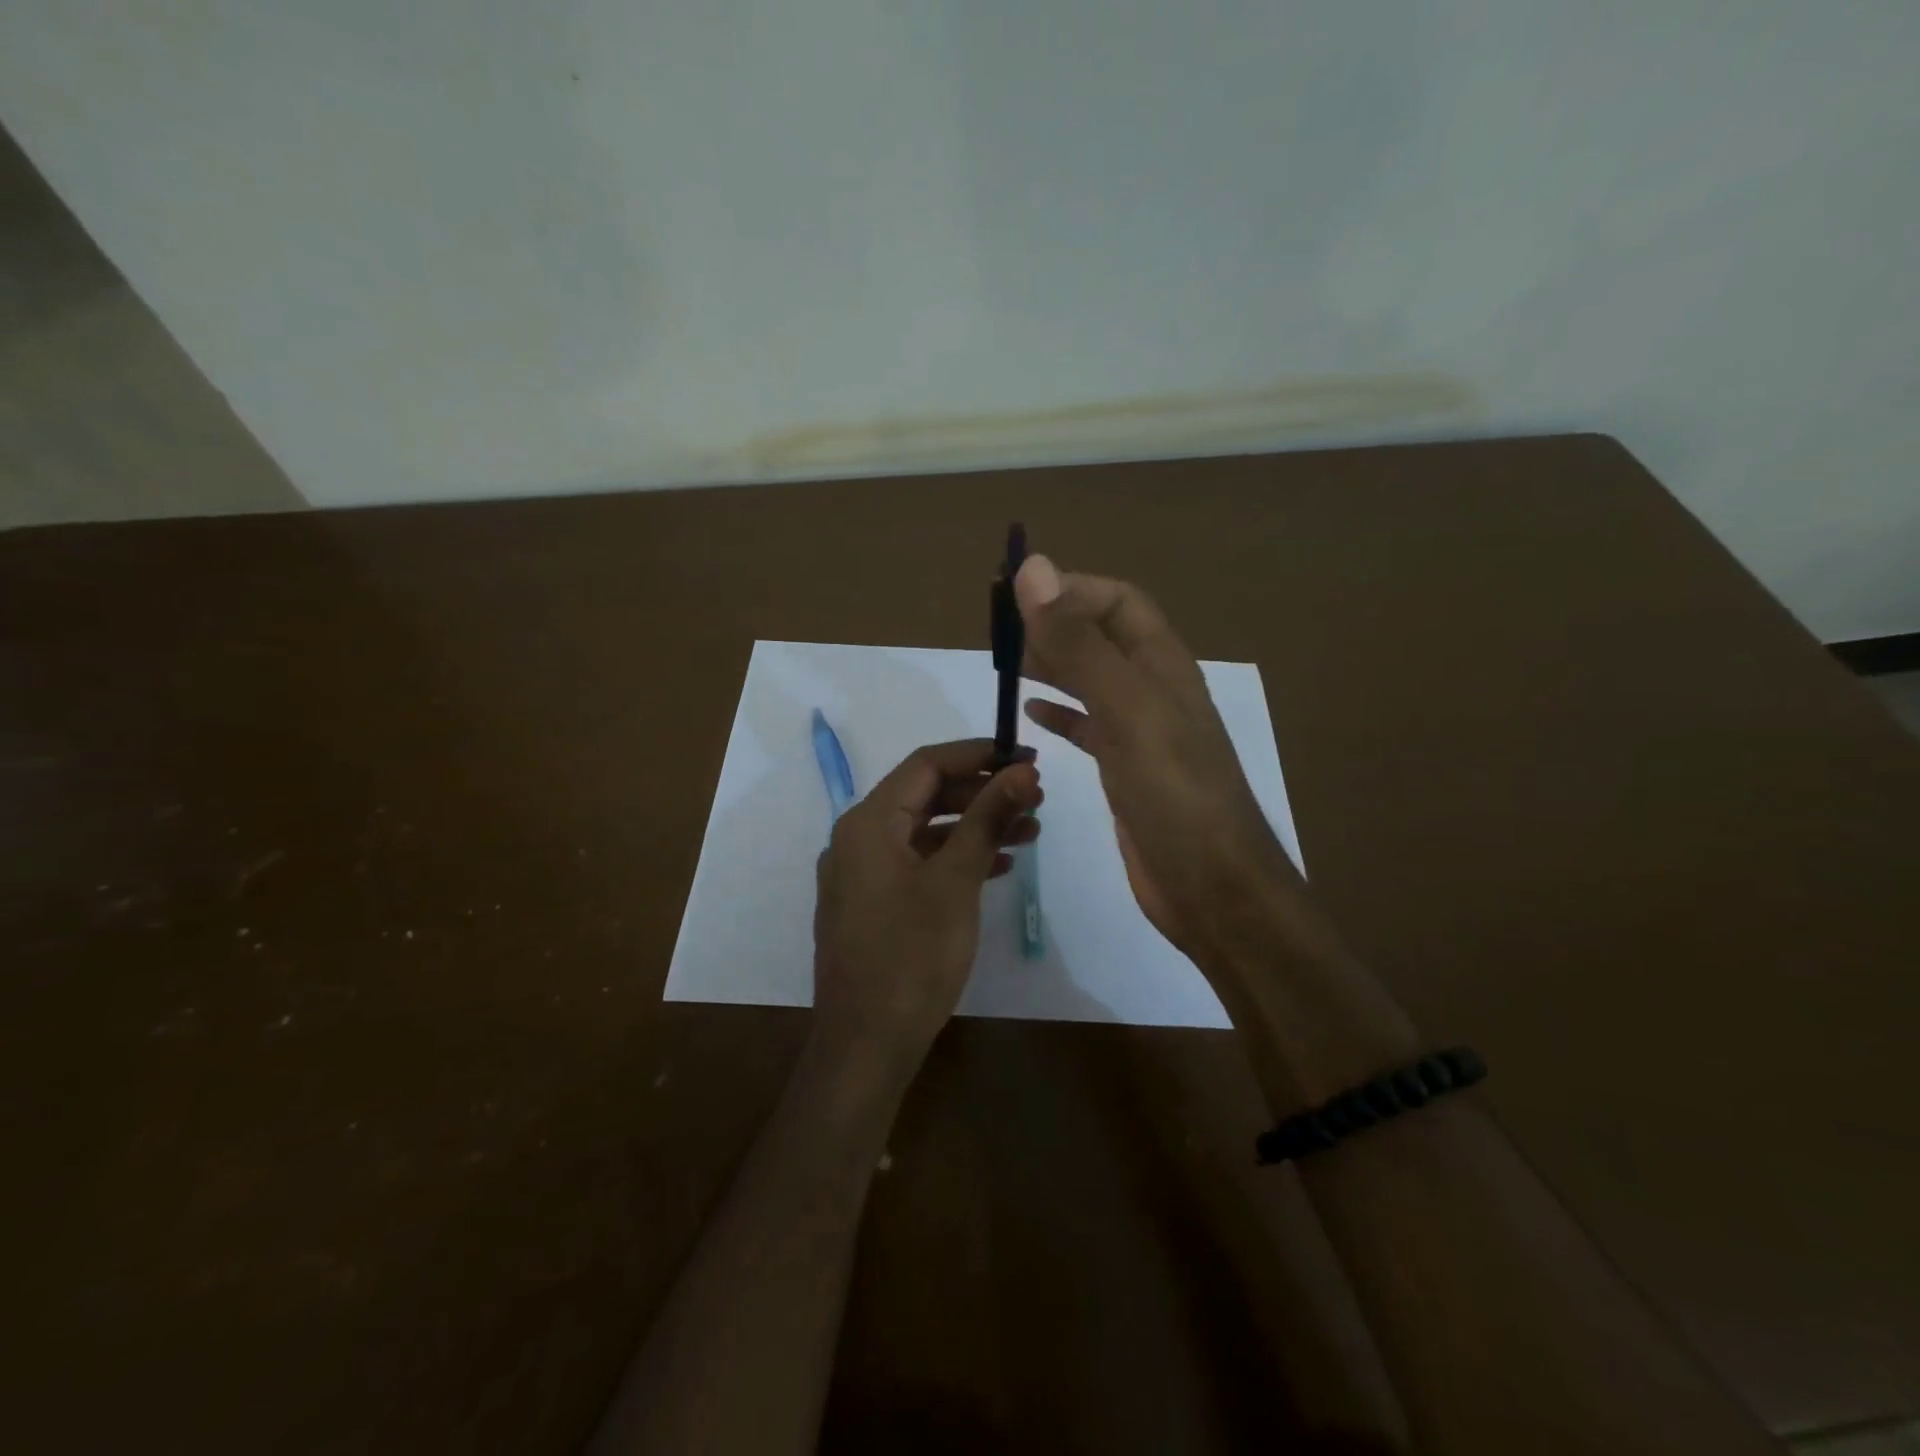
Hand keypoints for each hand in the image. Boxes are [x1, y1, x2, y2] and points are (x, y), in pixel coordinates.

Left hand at [811, 740, 1041, 1086]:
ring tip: (1031, 830)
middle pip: (925, 796)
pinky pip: (919, 864)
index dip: (978, 754)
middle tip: (1035, 798)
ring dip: (975, 827)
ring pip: (926, 832)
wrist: (866, 1044)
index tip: (1026, 758)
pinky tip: (1001, 867)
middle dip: (982, 793)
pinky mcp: (874, 904)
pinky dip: (957, 859)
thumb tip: (1022, 772)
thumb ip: (987, 819)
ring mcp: (863, 874)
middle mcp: (858, 838)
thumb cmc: (912, 956)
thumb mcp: (956, 881)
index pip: (926, 764)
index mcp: (868, 822)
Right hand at [1015, 556, 1298, 966]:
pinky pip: (1088, 727)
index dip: (1071, 590)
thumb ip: (1080, 644)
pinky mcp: (1126, 770)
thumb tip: (1034, 570)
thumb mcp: (1126, 711)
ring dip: (1053, 665)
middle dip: (1055, 625)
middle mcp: (1154, 690)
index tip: (1016, 599)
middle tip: (1000, 633)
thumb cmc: (1173, 794)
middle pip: (1101, 637)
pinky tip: (1031, 716)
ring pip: (1091, 680)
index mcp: (1162, 665)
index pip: (1118, 601)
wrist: (1212, 888)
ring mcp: (1141, 732)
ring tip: (1008, 663)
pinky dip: (1059, 714)